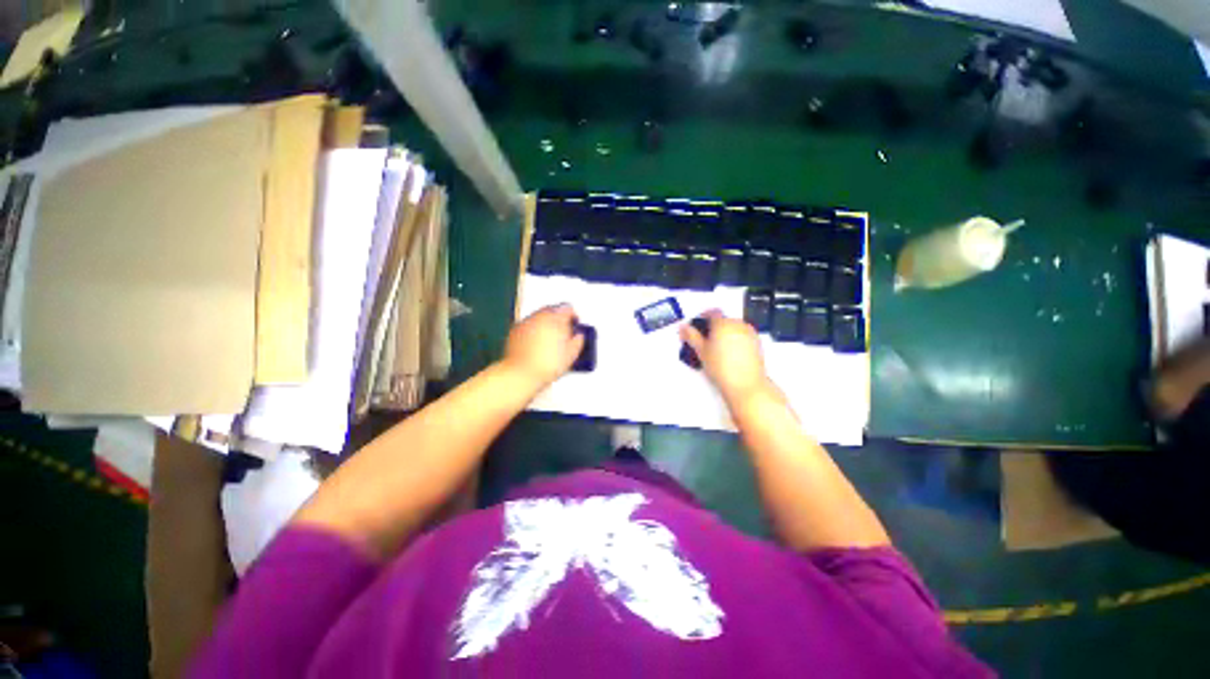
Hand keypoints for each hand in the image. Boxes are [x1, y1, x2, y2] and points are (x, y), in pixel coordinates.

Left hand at [501, 304, 584, 387]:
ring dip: (546, 324)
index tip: (575, 324)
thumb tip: (579, 337)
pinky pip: (528, 325)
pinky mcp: (515, 331)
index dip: (574, 317)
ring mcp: (526, 322)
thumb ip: (578, 341)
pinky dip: (534, 331)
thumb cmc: (546, 364)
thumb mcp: (571, 354)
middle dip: (559, 319)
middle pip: (553, 310)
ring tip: (550, 340)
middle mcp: (540, 316)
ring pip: (539, 317)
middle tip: (564, 332)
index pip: (568, 309)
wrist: (522, 373)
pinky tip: (537, 345)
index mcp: (556, 318)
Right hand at [680, 310, 772, 404]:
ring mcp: (750, 333)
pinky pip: (743, 335)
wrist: (746, 384)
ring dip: (725, 332)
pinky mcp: (757, 342)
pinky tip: (730, 353)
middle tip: (705, 340)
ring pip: (734, 327)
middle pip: (724, 319)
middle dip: (714, 326)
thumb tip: (683, 327)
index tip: (698, 325)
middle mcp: (738, 324)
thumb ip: (691, 336)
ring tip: (717, 348)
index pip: (712, 312)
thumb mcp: (702, 351)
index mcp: (723, 323)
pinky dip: (736, 339)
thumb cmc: (721, 367)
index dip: (703, 316)